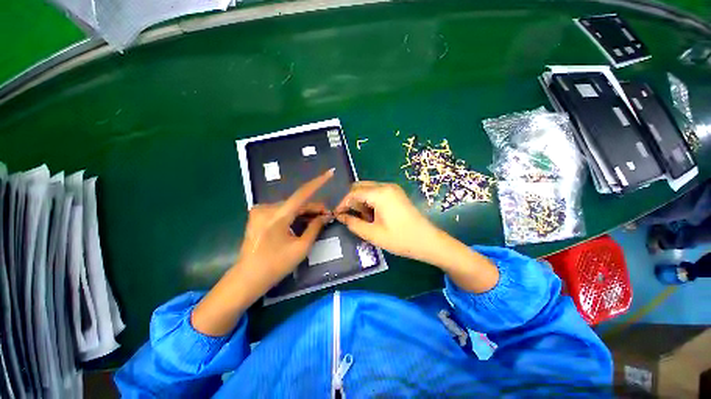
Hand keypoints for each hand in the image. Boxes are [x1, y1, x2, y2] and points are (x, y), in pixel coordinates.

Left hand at [191, 169, 333, 335]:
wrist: (247, 278)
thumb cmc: (276, 265)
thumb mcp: (301, 247)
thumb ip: (315, 228)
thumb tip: (326, 216)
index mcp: (277, 216)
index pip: (302, 193)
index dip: (318, 182)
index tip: (330, 173)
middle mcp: (266, 208)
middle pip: (297, 202)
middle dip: (313, 207)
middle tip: (327, 214)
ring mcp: (260, 211)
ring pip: (290, 206)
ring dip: (304, 211)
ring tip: (318, 219)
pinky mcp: (258, 215)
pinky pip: (281, 211)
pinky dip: (294, 214)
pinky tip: (303, 221)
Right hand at [334, 182, 440, 261]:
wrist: (428, 241)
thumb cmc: (400, 239)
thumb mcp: (373, 234)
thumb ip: (353, 223)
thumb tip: (341, 216)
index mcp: (380, 193)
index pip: (354, 192)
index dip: (343, 203)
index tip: (337, 215)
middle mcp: (386, 186)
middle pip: (360, 187)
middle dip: (351, 201)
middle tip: (349, 217)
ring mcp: (393, 189)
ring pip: (368, 189)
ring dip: (361, 201)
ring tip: (362, 218)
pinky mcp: (396, 194)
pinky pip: (377, 192)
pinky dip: (370, 201)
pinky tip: (372, 215)